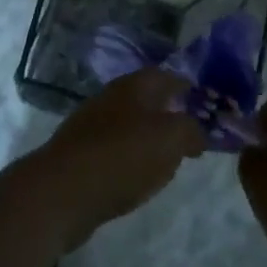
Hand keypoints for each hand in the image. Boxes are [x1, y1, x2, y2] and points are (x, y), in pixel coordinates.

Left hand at [22, 69, 205, 248]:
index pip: (164, 76)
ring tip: (168, 159)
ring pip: (128, 125)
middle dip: (167, 113)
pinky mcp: (79, 154)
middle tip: (189, 134)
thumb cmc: (122, 155)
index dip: (185, 86)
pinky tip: (137, 177)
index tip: (204, 102)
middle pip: (145, 99)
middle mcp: (110, 98)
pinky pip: (113, 151)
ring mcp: (90, 126)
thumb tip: (196, 132)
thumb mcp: (170, 139)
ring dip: (148, 138)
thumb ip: (190, 130)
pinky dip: (130, 159)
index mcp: (133, 86)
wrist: (62, 190)